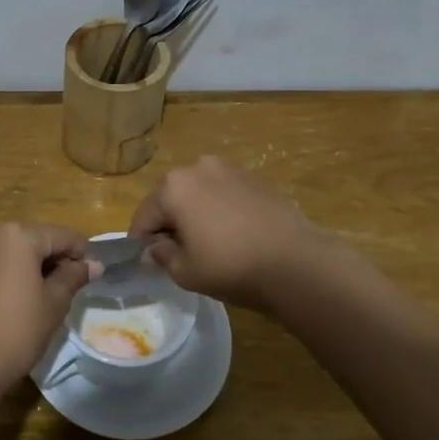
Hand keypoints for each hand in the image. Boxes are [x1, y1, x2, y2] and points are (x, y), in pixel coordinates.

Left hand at [0, 224, 99, 394]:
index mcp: (18, 235)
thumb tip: (94, 264)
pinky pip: (2, 263)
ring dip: (38, 267)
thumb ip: (74, 277)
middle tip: (76, 287)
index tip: (96, 274)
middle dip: (58, 259)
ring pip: (19, 251)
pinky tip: (27, 299)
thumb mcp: (54, 303)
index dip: (82, 253)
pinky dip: (18, 273)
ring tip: (54, 295)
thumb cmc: (16, 330)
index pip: (61, 236)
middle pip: (38, 239)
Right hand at [128, 156, 329, 309]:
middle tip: (179, 254)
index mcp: (173, 187)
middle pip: (171, 198)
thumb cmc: (231, 266)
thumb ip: (162, 256)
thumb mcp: (185, 272)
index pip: (144, 215)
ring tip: (209, 245)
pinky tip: (235, 236)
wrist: (297, 262)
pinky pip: (226, 195)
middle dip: (170, 223)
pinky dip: (222, 211)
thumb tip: (154, 249)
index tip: (148, 262)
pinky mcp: (256, 179)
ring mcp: (230, 169)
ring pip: (200, 194)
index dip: (142, 241)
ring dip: (197, 214)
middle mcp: (198, 168)